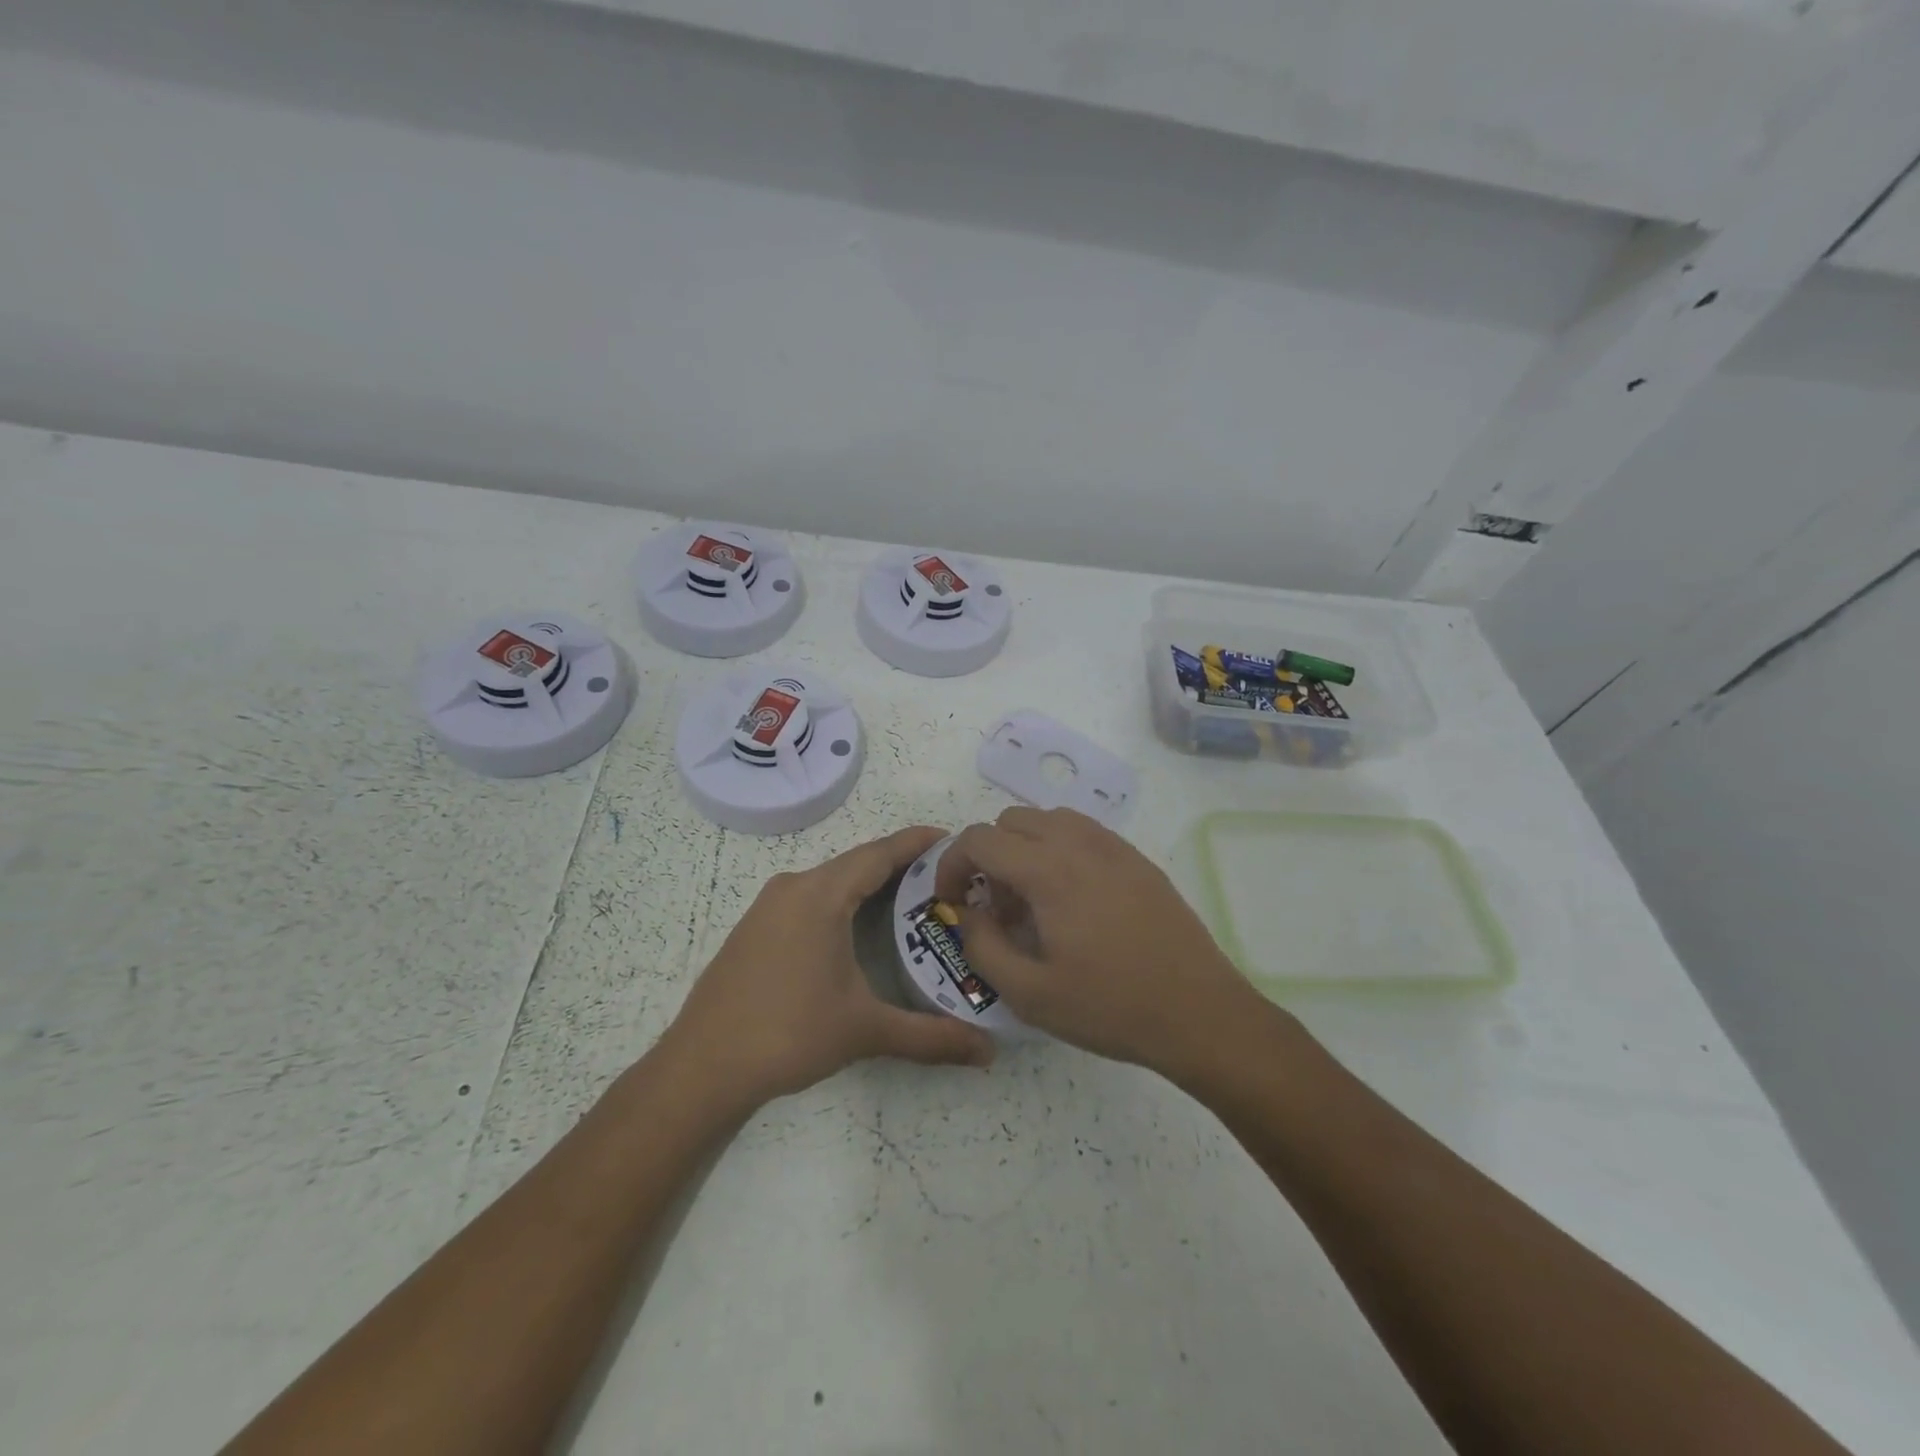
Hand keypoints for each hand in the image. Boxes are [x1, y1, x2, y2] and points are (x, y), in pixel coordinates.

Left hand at [667, 826, 994, 1107]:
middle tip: (943, 878)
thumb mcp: (864, 1031)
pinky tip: (858, 926)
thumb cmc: (788, 1034)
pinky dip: (841, 900)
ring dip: (868, 883)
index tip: (951, 839)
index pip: (878, 854)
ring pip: (830, 881)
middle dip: (899, 864)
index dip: (916, 843)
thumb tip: (988, 1053)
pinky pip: (809, 898)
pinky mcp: (755, 928)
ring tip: (911, 898)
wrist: (701, 1067)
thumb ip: (930, 1037)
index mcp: (820, 895)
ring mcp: (768, 907)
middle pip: (855, 863)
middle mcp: (793, 888)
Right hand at [933, 807, 1263, 1077]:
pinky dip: (1059, 850)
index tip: (951, 900)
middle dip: (989, 856)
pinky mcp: (1137, 859)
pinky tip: (1073, 901)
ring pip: (1049, 820)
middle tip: (996, 907)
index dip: (951, 864)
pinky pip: (1083, 833)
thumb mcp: (1029, 993)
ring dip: (1025, 849)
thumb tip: (966, 912)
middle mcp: (1079, 843)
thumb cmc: (1110, 1007)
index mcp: (1048, 870)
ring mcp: (1114, 847)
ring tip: (1034, 902)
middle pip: (1011, 820)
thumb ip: (982, 945)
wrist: (1200, 1013)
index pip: (979, 839)